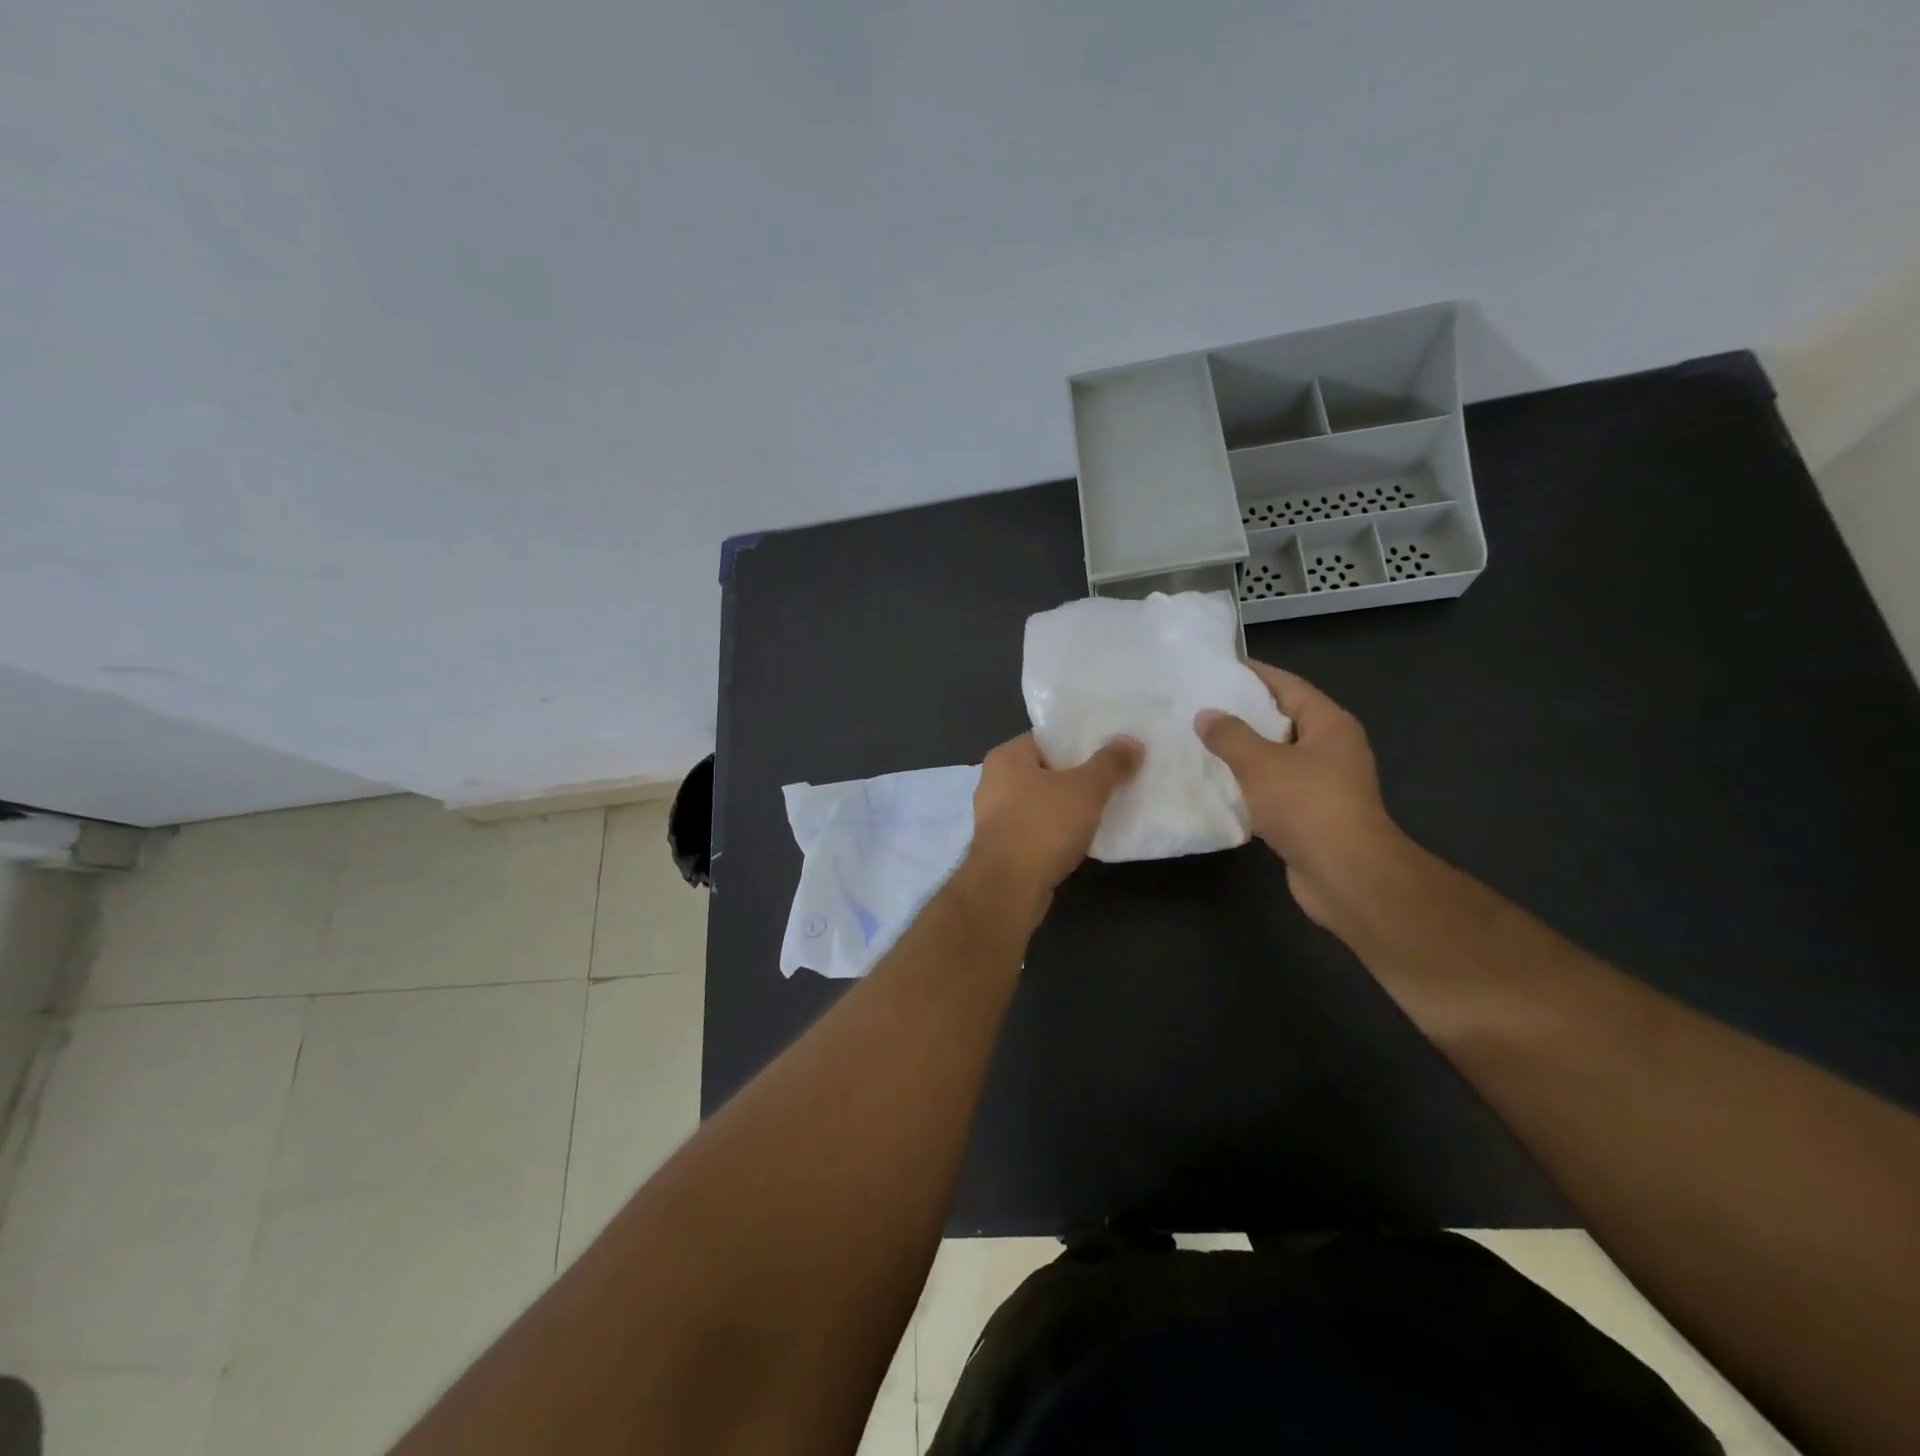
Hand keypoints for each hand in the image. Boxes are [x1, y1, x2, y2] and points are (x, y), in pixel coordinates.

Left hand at [964, 732, 1142, 919]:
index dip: (1080, 741)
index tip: (1111, 748)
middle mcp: (994, 782)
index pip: (1047, 738)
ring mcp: (996, 817)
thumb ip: (1110, 763)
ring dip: (1070, 806)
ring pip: (1042, 801)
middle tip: (1115, 776)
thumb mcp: (1086, 789)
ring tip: (1106, 806)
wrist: (1008, 889)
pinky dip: (1059, 830)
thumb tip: (1131, 741)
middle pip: (1046, 769)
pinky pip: (1038, 828)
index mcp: (1006, 757)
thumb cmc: (1043, 826)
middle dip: (1078, 774)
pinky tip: (1085, 837)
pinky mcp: (1003, 847)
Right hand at [1195, 663, 1406, 928]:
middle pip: (1282, 720)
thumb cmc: (1307, 806)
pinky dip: (1248, 784)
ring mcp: (1323, 783)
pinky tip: (1216, 785)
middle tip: (1199, 705)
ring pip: (1275, 757)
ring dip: (1242, 752)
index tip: (1217, 668)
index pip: (1288, 685)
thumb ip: (1229, 735)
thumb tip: (1206, 715)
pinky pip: (1273, 788)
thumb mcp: (1260, 763)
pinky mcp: (1310, 814)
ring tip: (1199, 742)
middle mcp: (1331, 748)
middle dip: (1242, 714)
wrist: (1345, 874)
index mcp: (1328, 724)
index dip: (1254, 674)